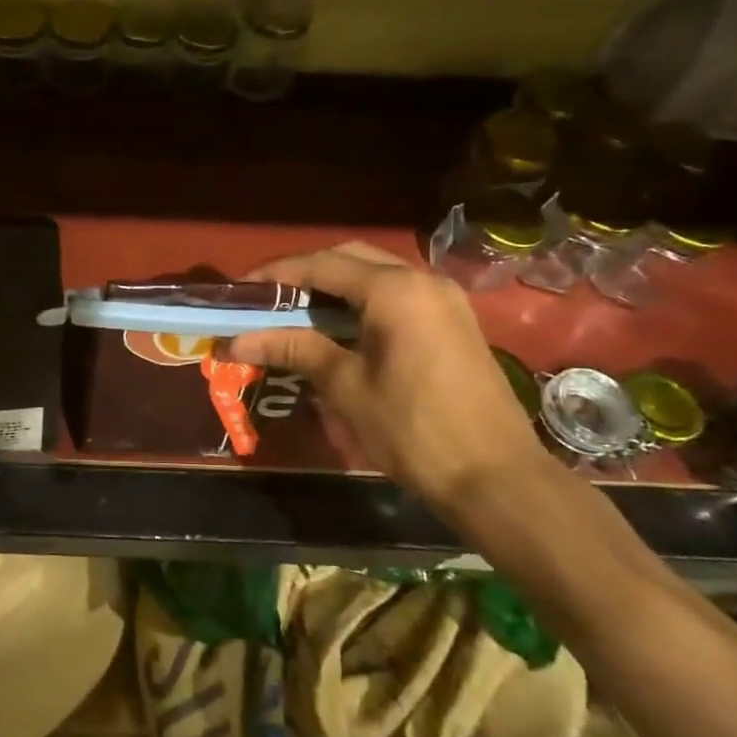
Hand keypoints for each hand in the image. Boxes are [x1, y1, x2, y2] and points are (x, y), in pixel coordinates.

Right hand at [227, 242, 554, 512]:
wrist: (497, 478)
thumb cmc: (413, 429)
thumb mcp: (346, 387)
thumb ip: (295, 349)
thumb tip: (239, 339)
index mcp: (394, 290)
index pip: (322, 265)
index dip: (277, 274)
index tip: (242, 288)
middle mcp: (423, 281)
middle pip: (351, 258)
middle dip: (306, 273)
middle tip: (268, 298)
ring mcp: (445, 301)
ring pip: (377, 275)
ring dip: (335, 287)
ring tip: (296, 313)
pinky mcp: (454, 323)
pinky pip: (398, 296)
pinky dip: (363, 302)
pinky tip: (340, 329)